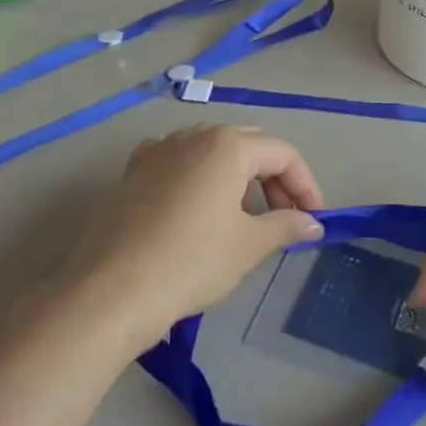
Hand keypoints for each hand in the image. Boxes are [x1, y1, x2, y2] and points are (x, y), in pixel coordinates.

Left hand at [69, 125, 323, 350]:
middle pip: (249, 145)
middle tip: (284, 217)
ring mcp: (160, 149)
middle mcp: (195, 134)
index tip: (314, 220)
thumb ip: (286, 226)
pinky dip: (197, 175)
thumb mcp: (248, 246)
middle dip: (274, 178)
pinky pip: (177, 159)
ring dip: (237, 175)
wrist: (111, 291)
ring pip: (212, 149)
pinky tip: (195, 203)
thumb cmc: (190, 262)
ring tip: (243, 215)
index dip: (305, 185)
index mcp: (229, 145)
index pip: (283, 154)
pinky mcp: (133, 170)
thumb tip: (312, 223)